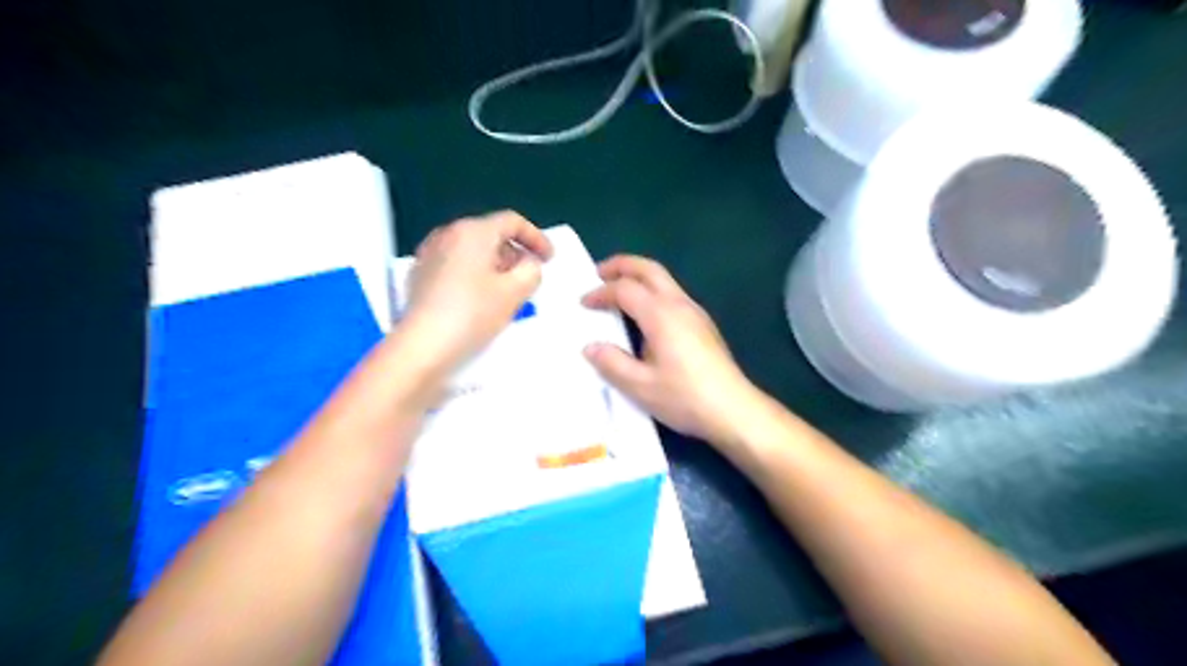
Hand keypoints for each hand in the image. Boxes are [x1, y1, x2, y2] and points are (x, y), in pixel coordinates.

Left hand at [405, 211, 551, 369]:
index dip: (536, 237)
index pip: (511, 221)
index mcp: (473, 231)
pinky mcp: (419, 274)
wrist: (422, 345)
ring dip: (494, 264)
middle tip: (528, 276)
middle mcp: (448, 234)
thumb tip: (528, 263)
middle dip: (514, 252)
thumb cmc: (472, 313)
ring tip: (506, 290)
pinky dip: (474, 273)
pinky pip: (455, 264)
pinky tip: (479, 299)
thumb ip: (531, 270)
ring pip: (472, 250)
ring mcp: (429, 253)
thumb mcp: (515, 292)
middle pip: (490, 233)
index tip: (549, 258)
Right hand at [584, 255, 759, 446]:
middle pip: (649, 270)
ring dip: (638, 277)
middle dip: (622, 265)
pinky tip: (644, 315)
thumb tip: (590, 347)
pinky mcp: (703, 324)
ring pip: (664, 279)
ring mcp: (695, 312)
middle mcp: (679, 304)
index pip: (625, 289)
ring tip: (618, 291)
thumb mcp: (640, 386)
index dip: (601, 292)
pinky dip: (651, 291)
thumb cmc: (684, 397)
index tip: (583, 303)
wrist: (733, 409)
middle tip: (598, 272)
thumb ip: (612, 363)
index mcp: (661, 315)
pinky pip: (672, 294)